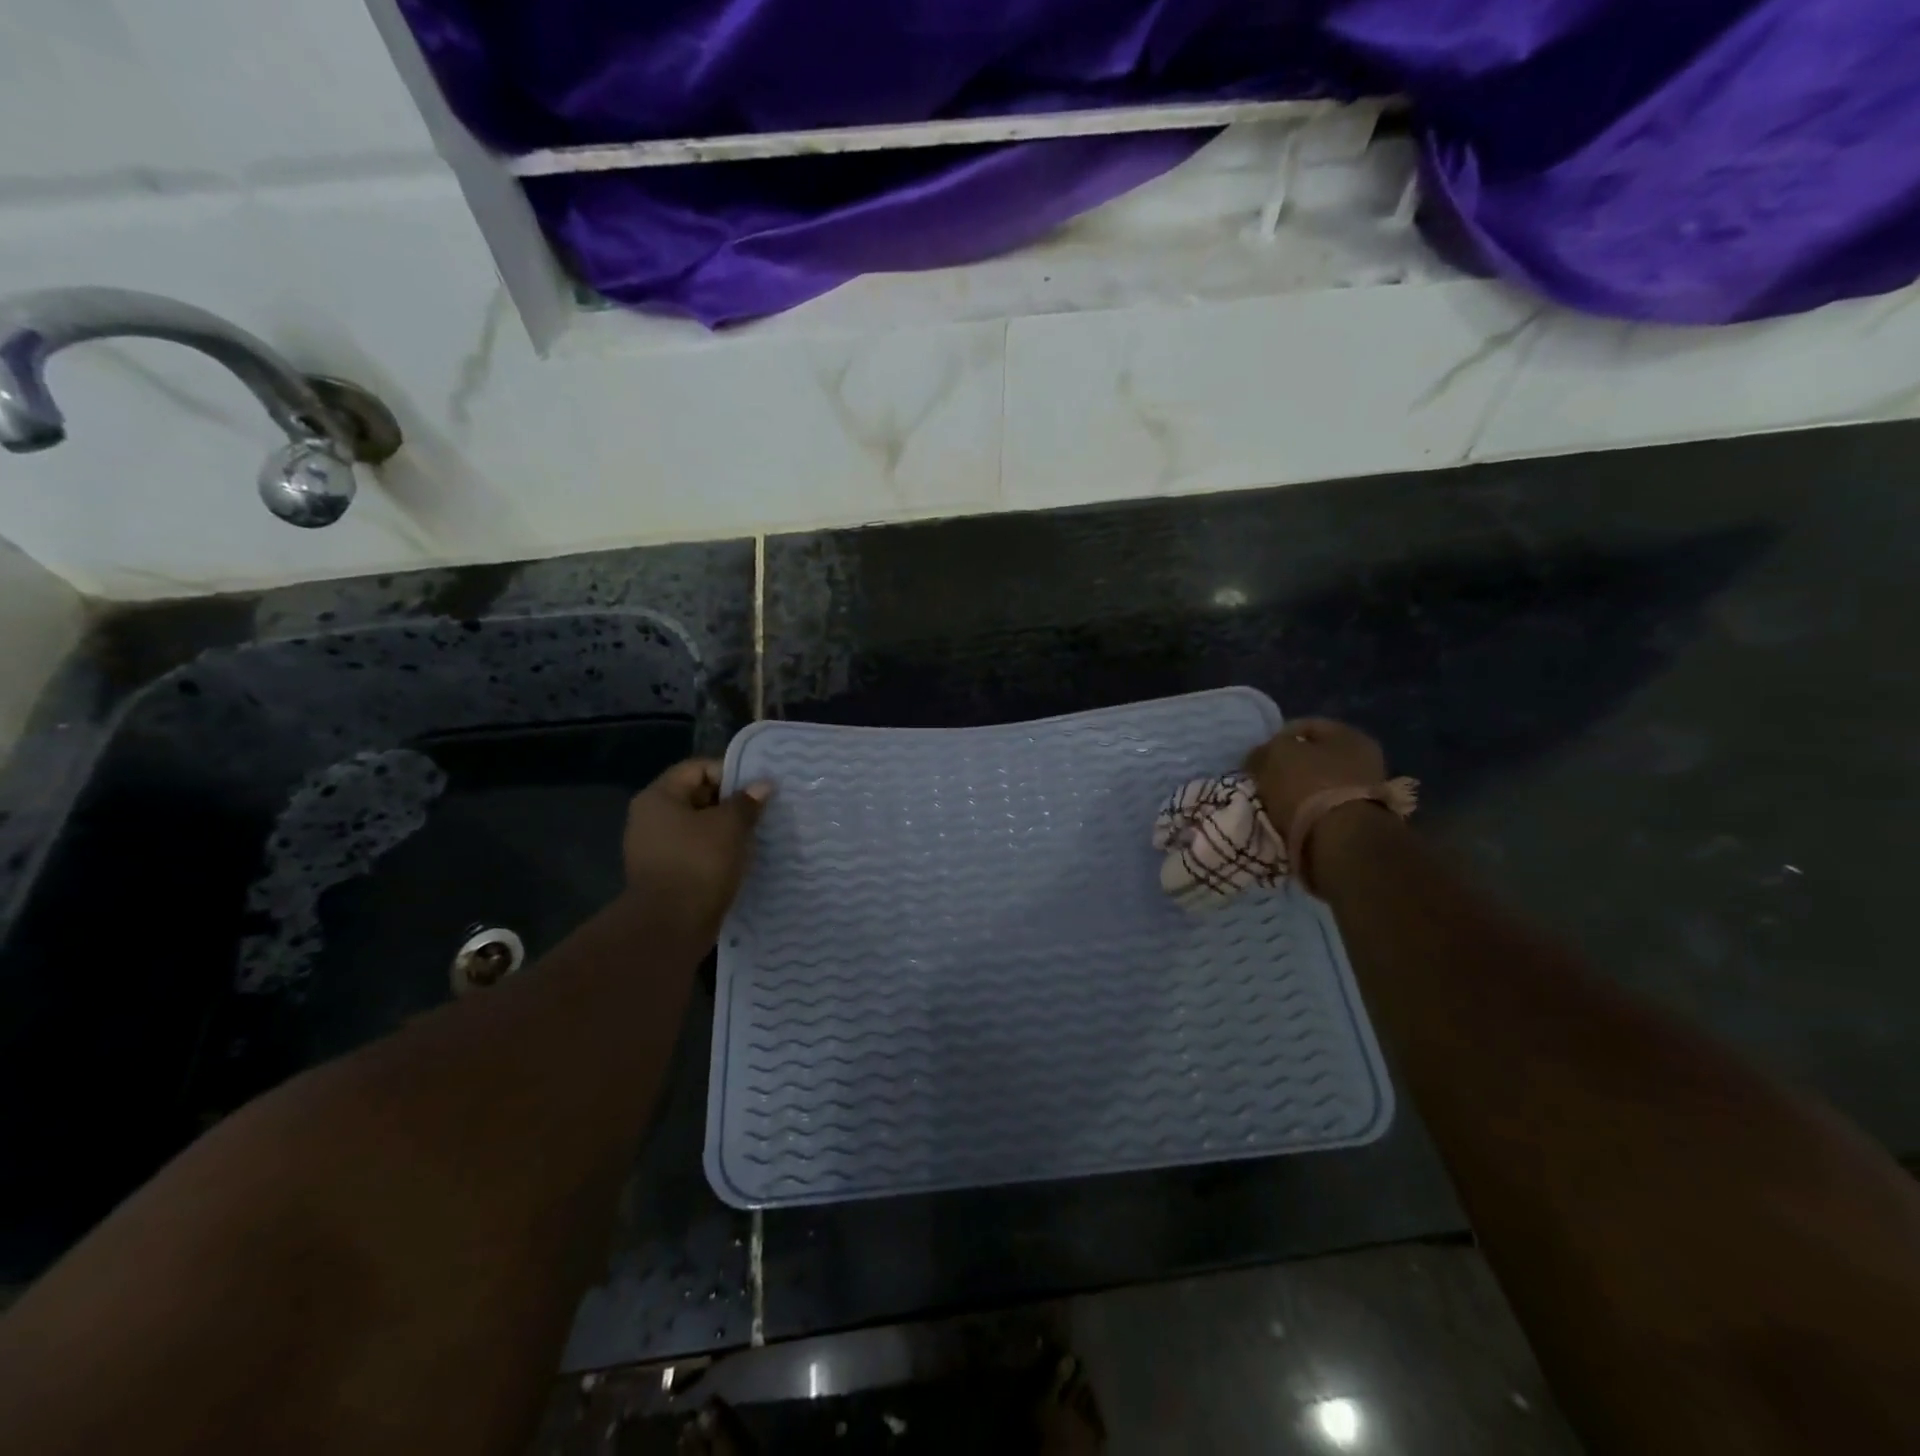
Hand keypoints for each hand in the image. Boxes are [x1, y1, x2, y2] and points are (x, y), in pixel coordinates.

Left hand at [622, 759, 773, 935]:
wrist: (670, 926)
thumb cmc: (698, 863)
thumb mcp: (730, 826)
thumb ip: (747, 801)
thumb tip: (762, 785)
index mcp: (659, 797)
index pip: (698, 768)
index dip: (731, 773)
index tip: (759, 788)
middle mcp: (651, 818)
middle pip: (698, 796)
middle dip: (732, 802)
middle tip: (763, 810)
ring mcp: (656, 848)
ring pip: (700, 827)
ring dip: (727, 829)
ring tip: (757, 835)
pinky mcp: (666, 874)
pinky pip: (697, 851)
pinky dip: (718, 852)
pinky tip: (741, 859)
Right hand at [1243, 718, 1387, 829]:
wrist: (1341, 840)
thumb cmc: (1308, 786)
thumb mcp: (1275, 755)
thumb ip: (1265, 750)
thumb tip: (1259, 755)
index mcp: (1348, 734)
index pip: (1304, 725)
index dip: (1276, 737)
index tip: (1256, 756)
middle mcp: (1364, 758)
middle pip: (1313, 757)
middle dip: (1287, 766)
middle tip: (1263, 778)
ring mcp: (1365, 791)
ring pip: (1318, 783)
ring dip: (1296, 791)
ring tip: (1273, 802)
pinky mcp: (1360, 820)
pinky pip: (1323, 808)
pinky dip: (1306, 811)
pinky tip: (1289, 818)